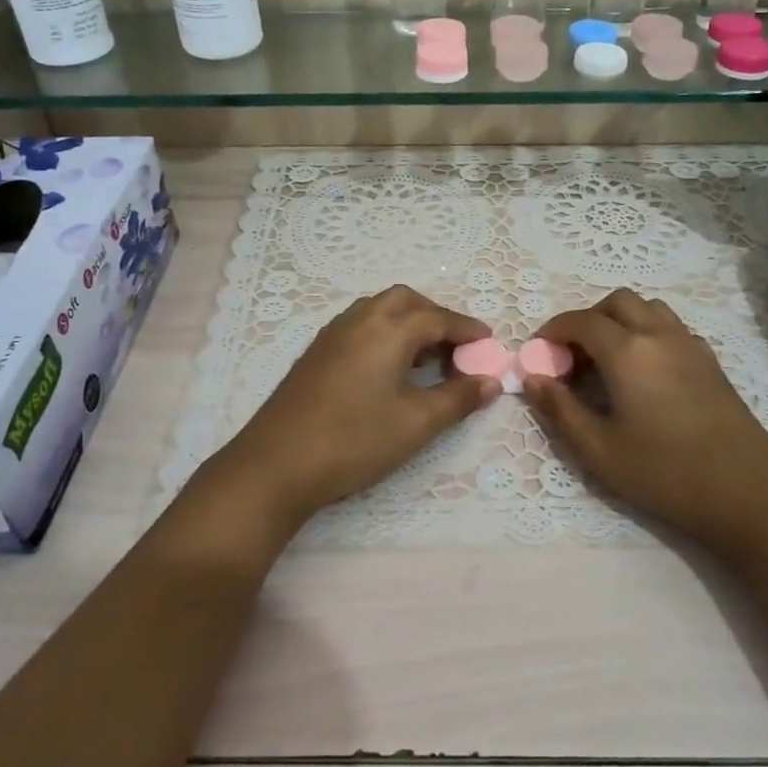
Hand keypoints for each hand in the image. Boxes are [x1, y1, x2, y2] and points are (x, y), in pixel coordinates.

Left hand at [203, 285, 497, 530]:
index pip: (438, 317)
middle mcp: (359, 320)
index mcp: (387, 329)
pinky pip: (360, 325)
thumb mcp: (417, 423)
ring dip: (408, 323)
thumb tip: (491, 382)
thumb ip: (458, 398)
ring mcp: (332, 335)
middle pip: (406, 301)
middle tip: (456, 349)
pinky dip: (385, 333)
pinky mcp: (316, 353)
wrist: (275, 464)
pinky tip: (389, 368)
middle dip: (436, 317)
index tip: (489, 344)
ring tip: (426, 358)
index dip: (467, 330)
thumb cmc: (354, 440)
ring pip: (379, 310)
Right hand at [523, 289, 767, 558]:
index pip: (581, 321)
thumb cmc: (666, 472)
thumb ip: (560, 410)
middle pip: (617, 302)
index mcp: (628, 351)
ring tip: (607, 361)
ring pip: (649, 309)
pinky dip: (648, 333)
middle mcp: (659, 335)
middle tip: (573, 357)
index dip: (554, 330)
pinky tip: (645, 373)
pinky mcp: (711, 362)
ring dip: (620, 321)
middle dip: (587, 319)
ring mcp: (691, 345)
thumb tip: (532, 379)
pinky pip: (672, 327)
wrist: (749, 492)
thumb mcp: (599, 450)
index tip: (539, 353)